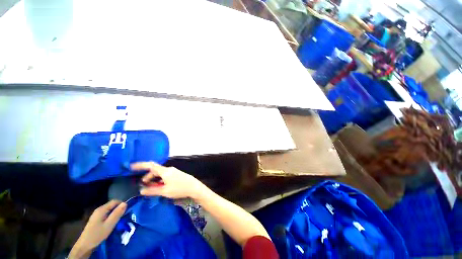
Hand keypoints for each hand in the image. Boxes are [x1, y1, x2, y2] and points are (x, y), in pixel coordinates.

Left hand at [69, 200, 126, 258]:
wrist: (85, 245)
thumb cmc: (98, 234)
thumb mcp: (109, 224)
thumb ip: (117, 213)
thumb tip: (125, 203)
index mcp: (102, 209)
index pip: (115, 201)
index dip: (122, 205)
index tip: (126, 212)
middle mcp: (99, 209)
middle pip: (112, 205)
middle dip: (118, 209)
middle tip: (123, 217)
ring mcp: (97, 214)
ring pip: (109, 210)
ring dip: (115, 213)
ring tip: (118, 221)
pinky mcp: (96, 219)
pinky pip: (106, 214)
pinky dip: (111, 217)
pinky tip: (111, 223)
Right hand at [132, 162, 204, 199]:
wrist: (194, 187)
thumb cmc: (179, 188)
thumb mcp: (165, 191)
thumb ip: (152, 191)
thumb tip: (141, 190)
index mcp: (165, 171)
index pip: (151, 165)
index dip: (141, 165)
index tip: (131, 166)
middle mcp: (169, 169)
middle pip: (155, 170)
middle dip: (148, 177)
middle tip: (143, 185)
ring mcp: (173, 172)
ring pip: (160, 174)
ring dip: (154, 179)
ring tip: (151, 188)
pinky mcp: (176, 175)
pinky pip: (165, 176)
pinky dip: (160, 180)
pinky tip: (160, 187)